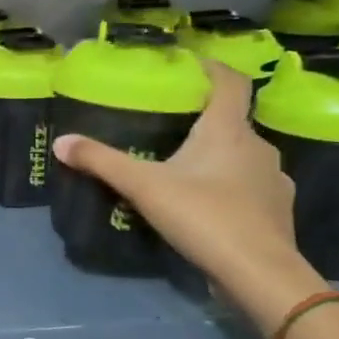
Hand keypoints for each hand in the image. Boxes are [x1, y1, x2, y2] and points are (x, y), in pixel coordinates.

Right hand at [51, 61, 324, 331]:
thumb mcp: (143, 186)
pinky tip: (208, 204)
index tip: (190, 65)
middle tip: (170, 127)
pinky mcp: (278, 210)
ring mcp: (273, 179)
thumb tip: (60, 142)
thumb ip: (101, 161)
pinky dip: (230, 187)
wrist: (260, 273)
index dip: (212, 68)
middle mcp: (258, 146)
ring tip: (185, 168)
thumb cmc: (203, 215)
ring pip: (242, 155)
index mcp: (228, 130)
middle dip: (204, 120)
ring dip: (218, 156)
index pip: (230, 82)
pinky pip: (251, 186)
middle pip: (233, 121)